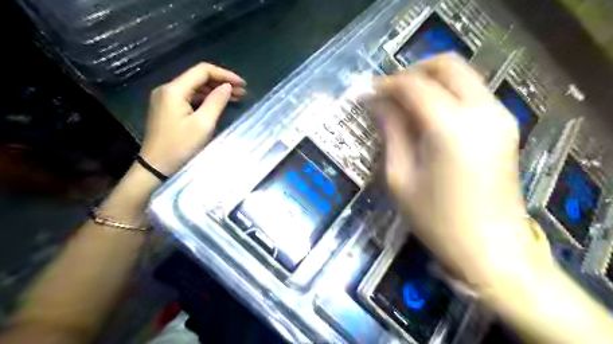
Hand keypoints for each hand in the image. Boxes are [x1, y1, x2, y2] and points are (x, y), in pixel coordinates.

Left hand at [141, 61, 245, 175]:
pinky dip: (206, 98)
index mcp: (174, 90)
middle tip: (242, 92)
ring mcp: (166, 98)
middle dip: (221, 82)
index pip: (202, 71)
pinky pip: (190, 97)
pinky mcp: (167, 108)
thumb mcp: (203, 124)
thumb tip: (227, 86)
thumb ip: (216, 102)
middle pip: (198, 77)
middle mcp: (167, 89)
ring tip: (236, 97)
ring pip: (195, 87)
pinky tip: (219, 104)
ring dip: (215, 90)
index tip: (242, 84)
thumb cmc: (180, 146)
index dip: (225, 74)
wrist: (156, 166)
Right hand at [372, 53, 552, 290]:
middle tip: (388, 93)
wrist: (492, 251)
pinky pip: (471, 93)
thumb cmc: (438, 221)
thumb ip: (391, 134)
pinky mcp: (504, 127)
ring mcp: (500, 117)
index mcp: (451, 128)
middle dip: (412, 71)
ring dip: (429, 81)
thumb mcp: (401, 178)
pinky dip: (446, 93)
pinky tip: (426, 116)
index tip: (367, 93)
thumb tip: (378, 105)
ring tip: (403, 104)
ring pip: (462, 75)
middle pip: (446, 65)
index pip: (414, 86)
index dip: (386, 85)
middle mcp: (482, 111)